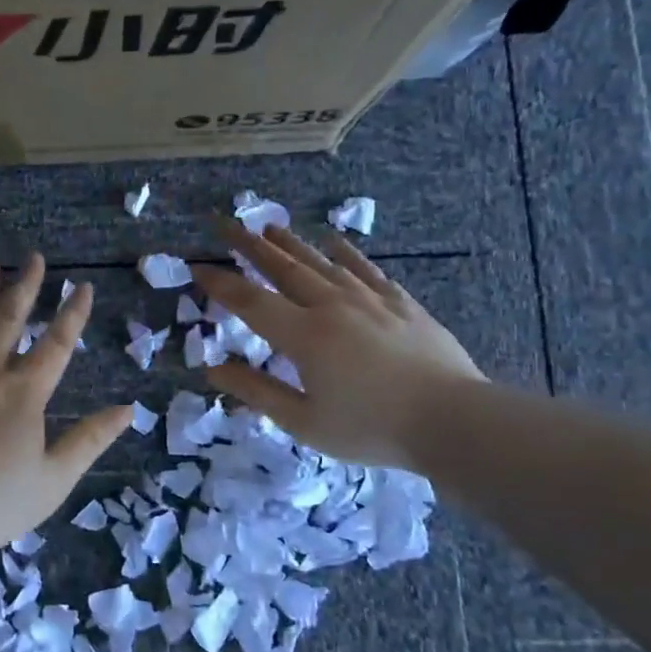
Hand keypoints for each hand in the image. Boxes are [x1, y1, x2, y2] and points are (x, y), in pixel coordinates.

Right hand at [192, 223, 483, 469]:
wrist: (453, 420)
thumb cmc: (371, 428)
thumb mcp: (304, 422)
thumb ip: (257, 392)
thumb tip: (213, 370)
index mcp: (303, 335)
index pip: (250, 301)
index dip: (220, 283)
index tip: (196, 266)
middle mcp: (331, 306)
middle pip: (282, 268)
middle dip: (249, 245)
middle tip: (225, 223)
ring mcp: (369, 300)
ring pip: (321, 262)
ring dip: (291, 243)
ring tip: (268, 227)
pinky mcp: (401, 303)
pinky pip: (367, 270)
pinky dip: (346, 253)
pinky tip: (335, 241)